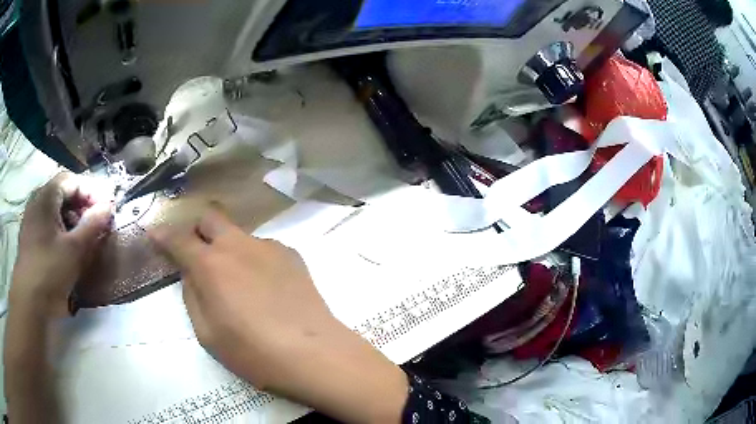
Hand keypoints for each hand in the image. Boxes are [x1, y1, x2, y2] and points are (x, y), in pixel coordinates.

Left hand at [10, 172, 112, 316]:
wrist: (30, 302)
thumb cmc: (50, 271)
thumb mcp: (75, 250)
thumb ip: (92, 225)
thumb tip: (109, 206)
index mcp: (46, 196)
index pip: (72, 180)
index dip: (90, 191)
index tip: (105, 209)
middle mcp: (37, 202)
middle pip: (62, 193)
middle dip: (81, 205)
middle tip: (96, 223)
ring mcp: (31, 220)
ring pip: (55, 210)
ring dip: (71, 219)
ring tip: (83, 237)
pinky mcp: (30, 238)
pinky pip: (48, 224)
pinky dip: (61, 230)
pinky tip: (68, 247)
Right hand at [149, 208, 407, 423]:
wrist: (314, 354)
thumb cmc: (254, 353)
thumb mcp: (208, 334)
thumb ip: (192, 296)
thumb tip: (191, 273)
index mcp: (211, 265)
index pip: (178, 239)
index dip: (163, 234)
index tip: (154, 233)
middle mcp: (238, 245)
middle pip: (210, 218)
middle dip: (197, 229)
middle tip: (196, 252)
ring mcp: (268, 247)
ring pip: (238, 234)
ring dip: (228, 248)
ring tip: (237, 280)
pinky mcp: (292, 255)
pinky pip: (262, 248)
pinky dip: (253, 259)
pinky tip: (265, 287)